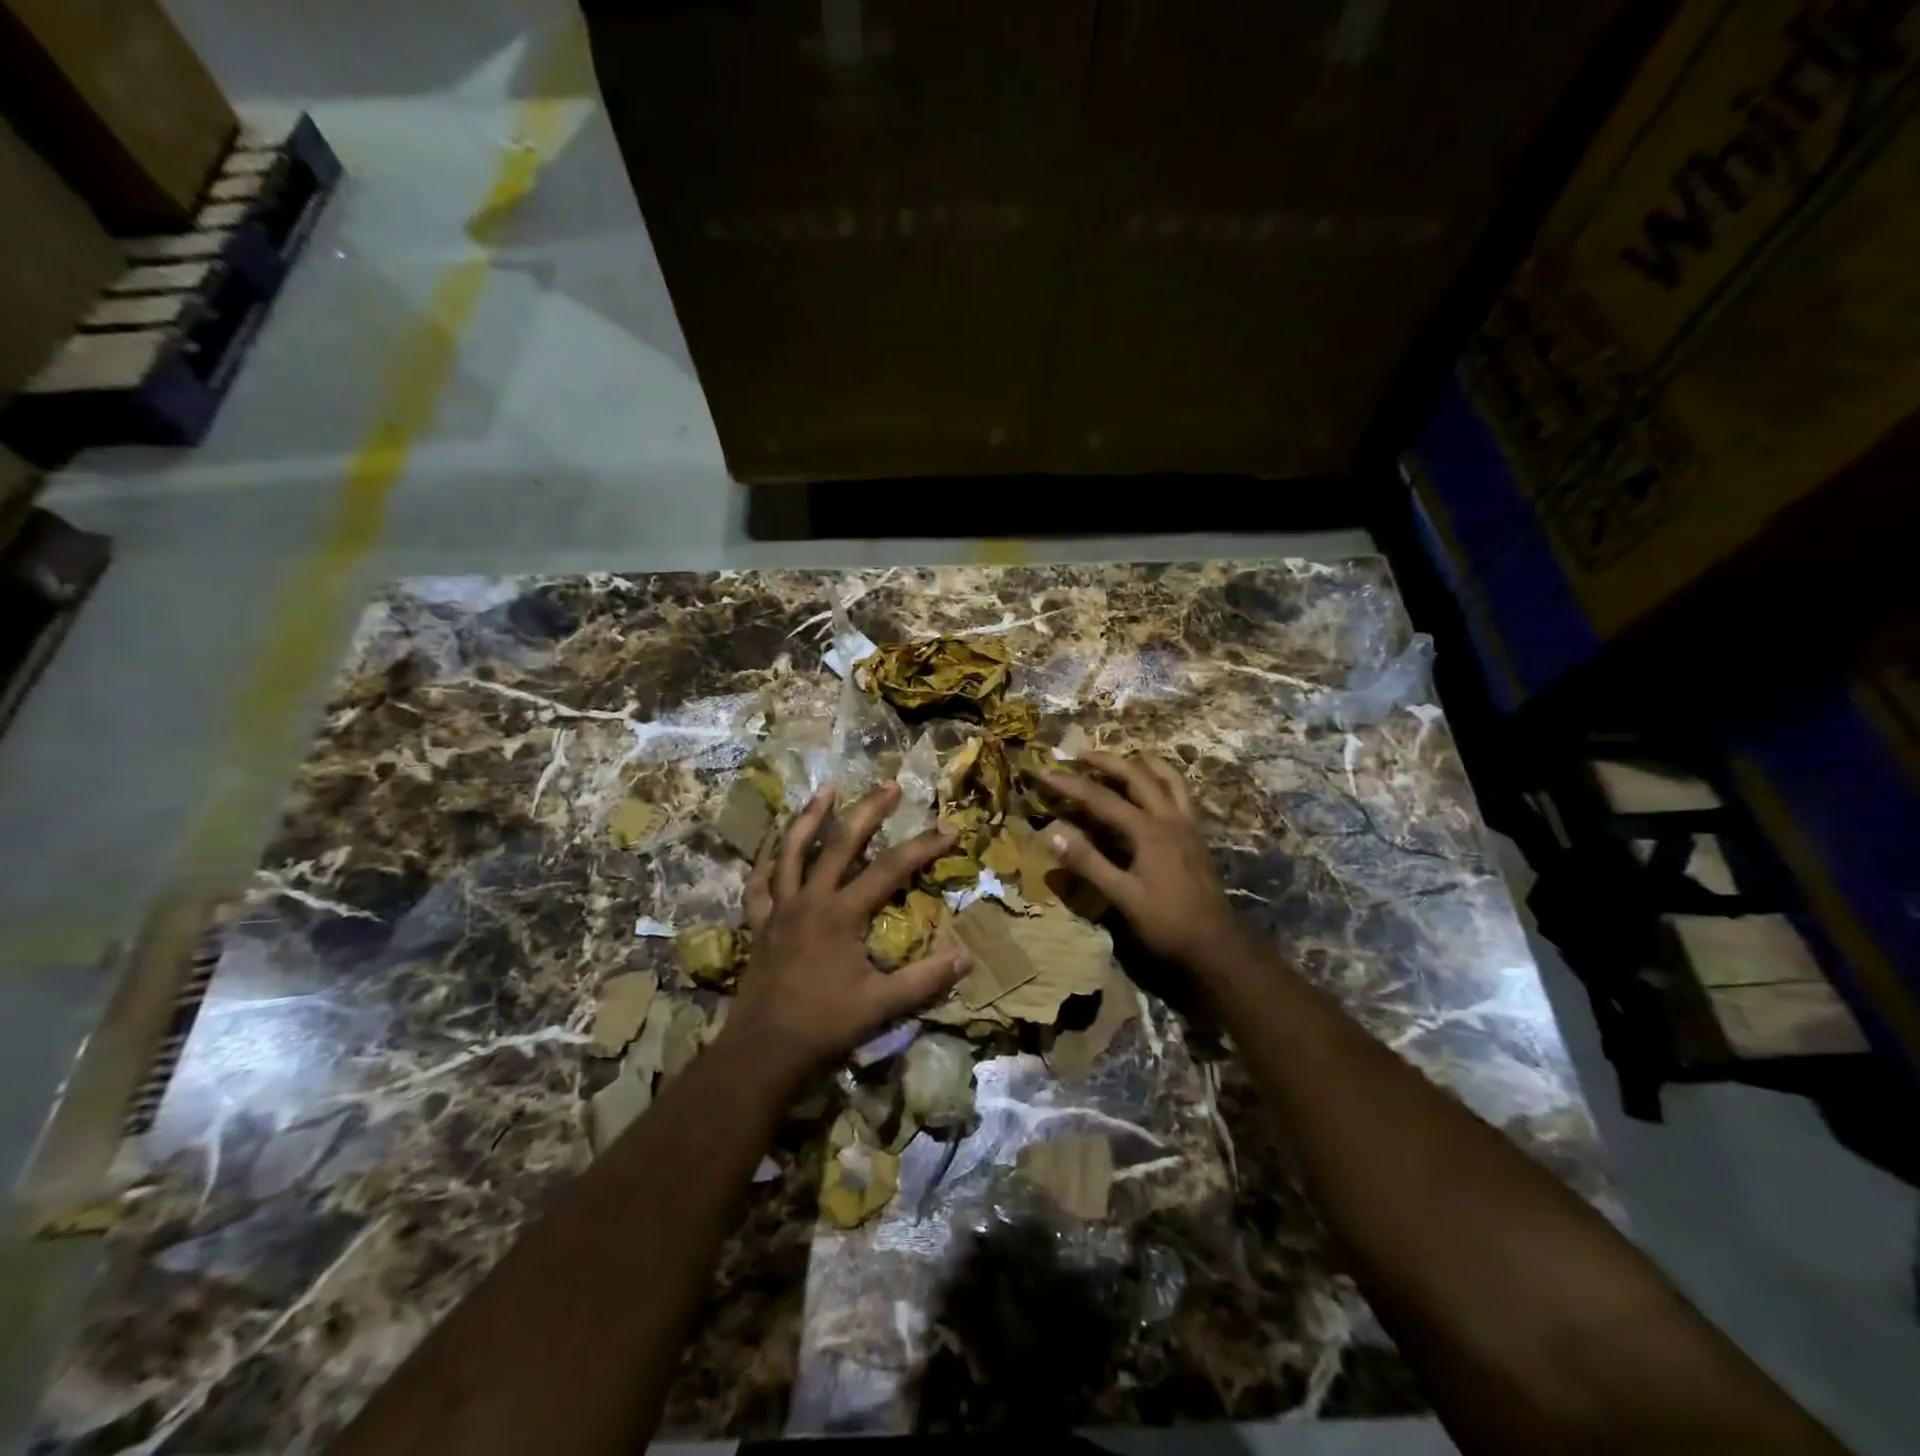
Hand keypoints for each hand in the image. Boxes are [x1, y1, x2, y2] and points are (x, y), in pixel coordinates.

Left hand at [726, 782, 969, 1085]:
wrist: (764, 1047)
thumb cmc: (825, 1023)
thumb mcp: (882, 1004)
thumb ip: (925, 979)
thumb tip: (967, 957)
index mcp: (842, 913)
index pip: (891, 869)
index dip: (923, 847)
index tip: (949, 829)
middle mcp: (810, 899)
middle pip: (841, 843)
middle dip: (868, 811)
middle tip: (889, 785)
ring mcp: (780, 908)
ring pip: (793, 851)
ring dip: (810, 818)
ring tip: (826, 790)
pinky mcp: (760, 923)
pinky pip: (759, 884)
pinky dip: (765, 862)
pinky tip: (773, 848)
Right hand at [1040, 752, 1248, 972]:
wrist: (1217, 944)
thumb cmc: (1167, 923)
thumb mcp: (1123, 898)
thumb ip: (1089, 864)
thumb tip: (1053, 835)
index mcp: (1148, 831)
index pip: (1101, 798)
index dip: (1070, 784)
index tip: (1044, 772)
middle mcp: (1169, 818)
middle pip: (1136, 775)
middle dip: (1105, 761)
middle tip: (1079, 754)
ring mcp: (1187, 824)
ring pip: (1167, 777)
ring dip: (1141, 763)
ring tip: (1121, 759)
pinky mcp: (1196, 835)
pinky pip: (1180, 793)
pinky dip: (1163, 780)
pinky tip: (1153, 788)